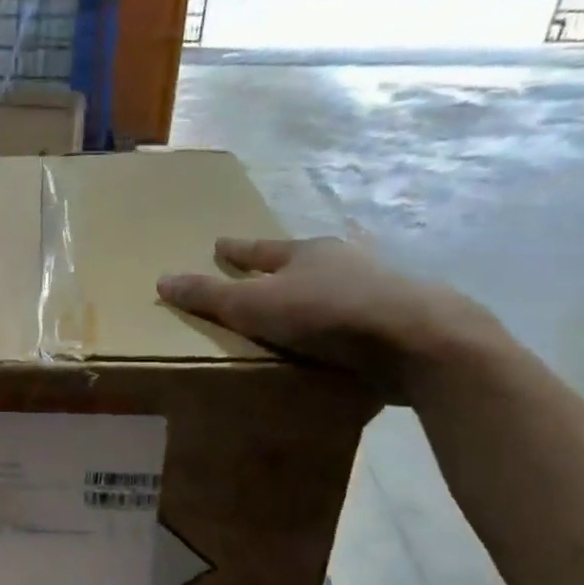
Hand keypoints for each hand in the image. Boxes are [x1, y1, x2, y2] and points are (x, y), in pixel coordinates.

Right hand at [157, 237, 498, 400]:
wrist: (421, 340)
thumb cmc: (327, 314)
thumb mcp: (254, 306)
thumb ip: (210, 296)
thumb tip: (162, 279)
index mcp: (306, 253)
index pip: (259, 249)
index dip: (236, 250)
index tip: (219, 244)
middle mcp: (343, 261)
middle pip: (301, 262)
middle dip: (280, 269)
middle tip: (260, 277)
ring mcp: (380, 286)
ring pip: (336, 286)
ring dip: (316, 295)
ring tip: (299, 311)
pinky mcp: (403, 318)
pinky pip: (359, 316)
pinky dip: (343, 323)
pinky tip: (339, 339)